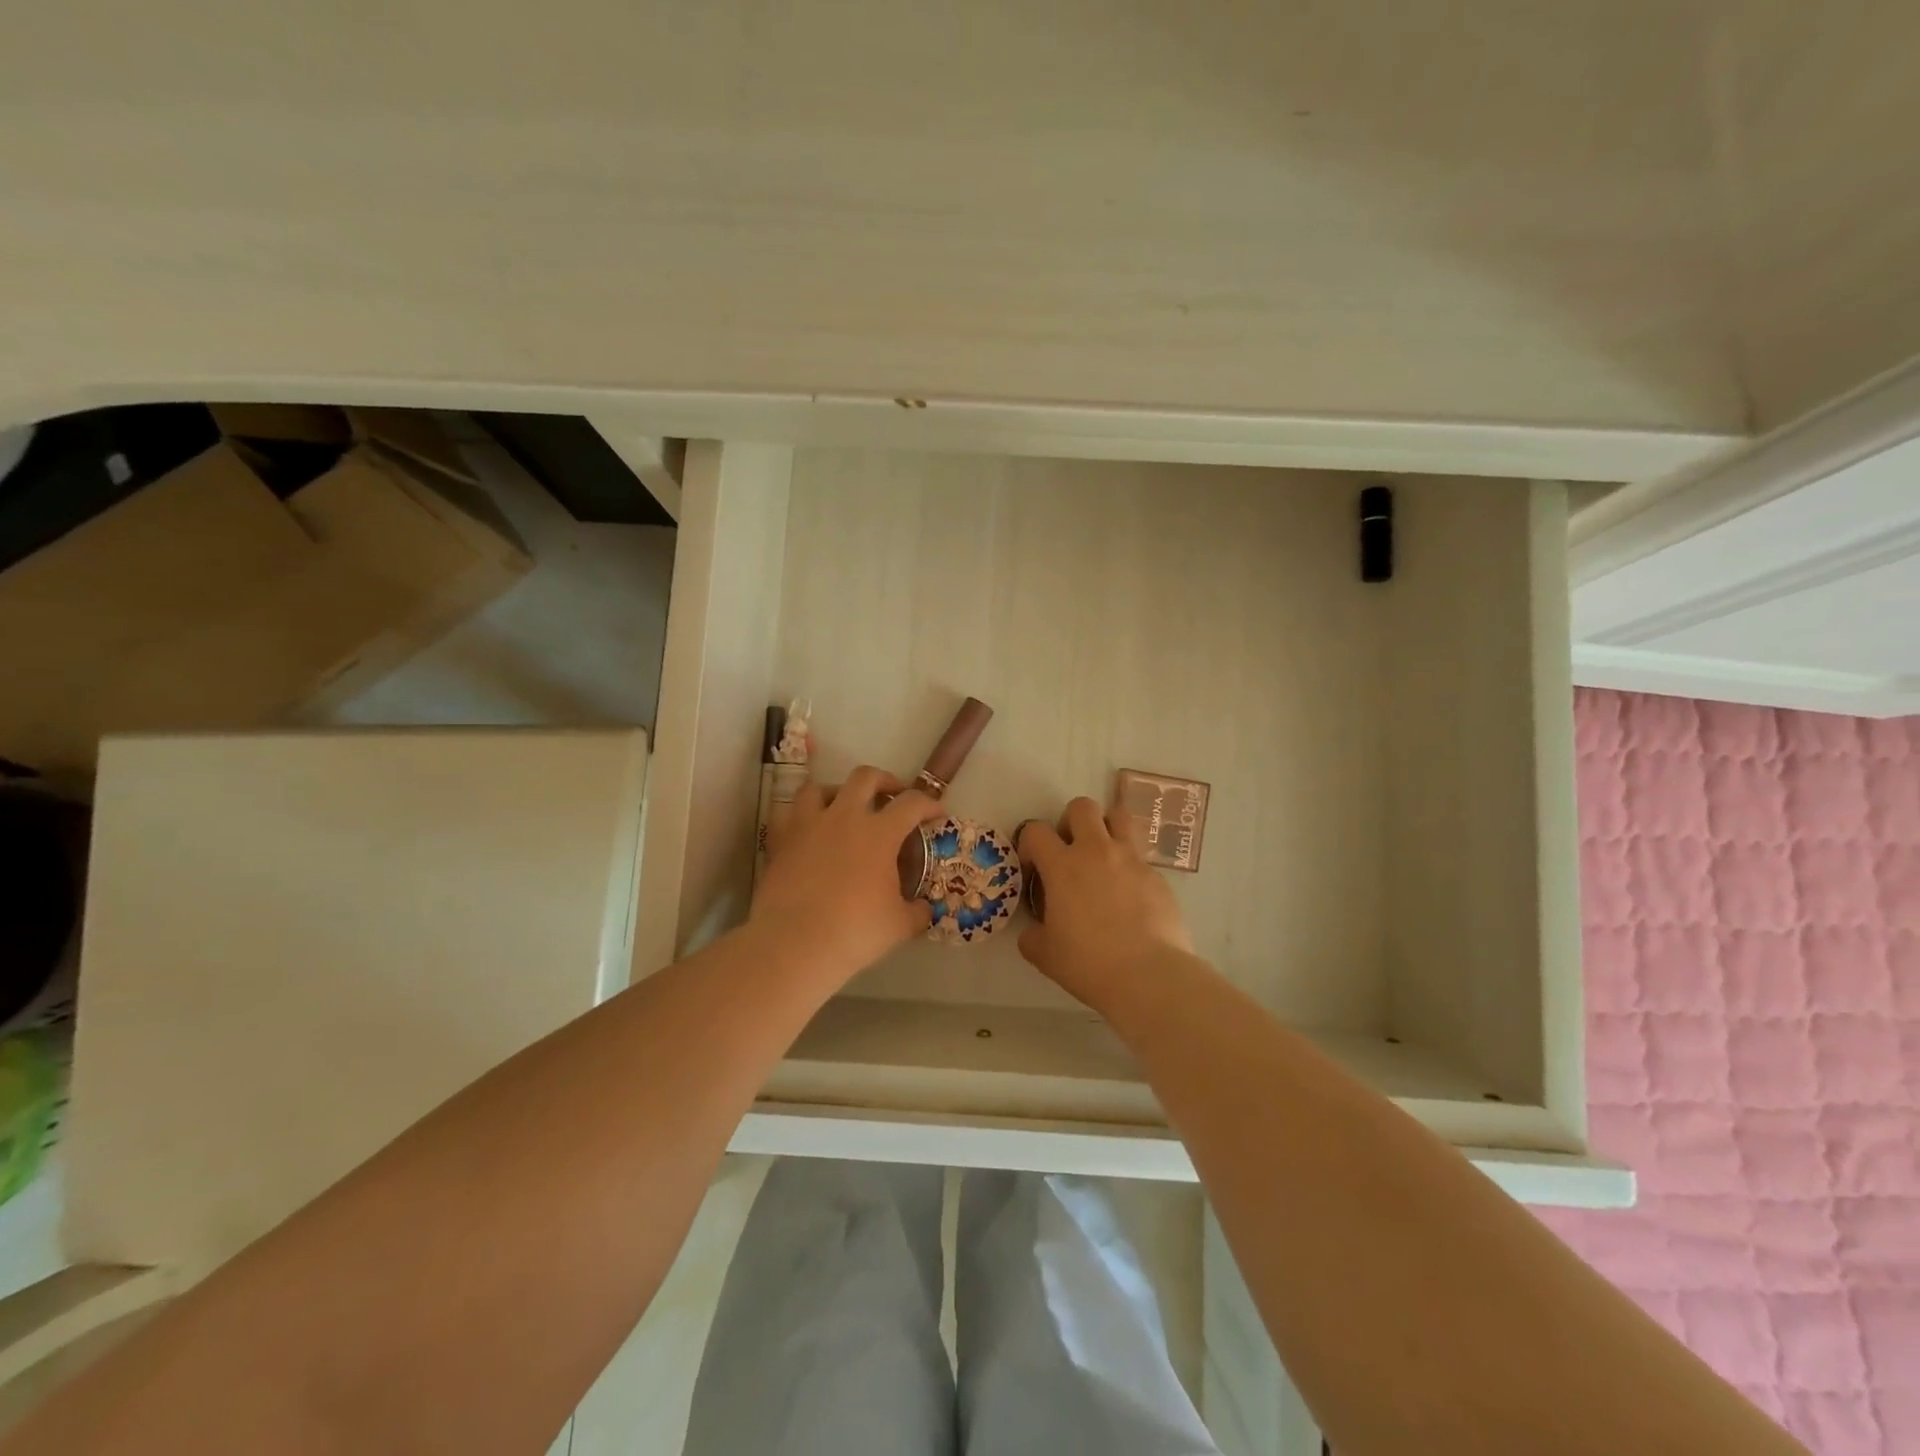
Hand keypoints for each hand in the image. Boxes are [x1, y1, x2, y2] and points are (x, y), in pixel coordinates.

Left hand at [752, 766, 944, 984]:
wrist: (795, 943)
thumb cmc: (855, 931)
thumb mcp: (899, 925)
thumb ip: (916, 911)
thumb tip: (924, 908)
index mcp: (879, 832)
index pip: (912, 803)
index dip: (929, 804)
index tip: (937, 814)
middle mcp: (844, 817)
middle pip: (865, 777)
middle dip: (884, 781)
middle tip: (893, 796)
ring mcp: (808, 825)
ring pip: (820, 788)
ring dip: (837, 792)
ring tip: (843, 807)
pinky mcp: (780, 841)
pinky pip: (789, 814)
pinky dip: (803, 816)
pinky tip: (810, 831)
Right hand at [1016, 798, 1194, 1013]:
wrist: (1149, 975)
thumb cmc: (1089, 963)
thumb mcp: (1045, 954)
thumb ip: (1033, 935)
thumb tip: (1034, 930)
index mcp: (1063, 866)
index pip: (1036, 830)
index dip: (1029, 844)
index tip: (1033, 868)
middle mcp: (1097, 851)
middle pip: (1081, 807)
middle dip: (1071, 822)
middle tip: (1070, 852)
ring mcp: (1132, 859)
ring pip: (1120, 816)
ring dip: (1107, 828)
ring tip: (1103, 857)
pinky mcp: (1158, 875)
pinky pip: (1140, 856)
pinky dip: (1129, 866)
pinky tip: (1129, 896)